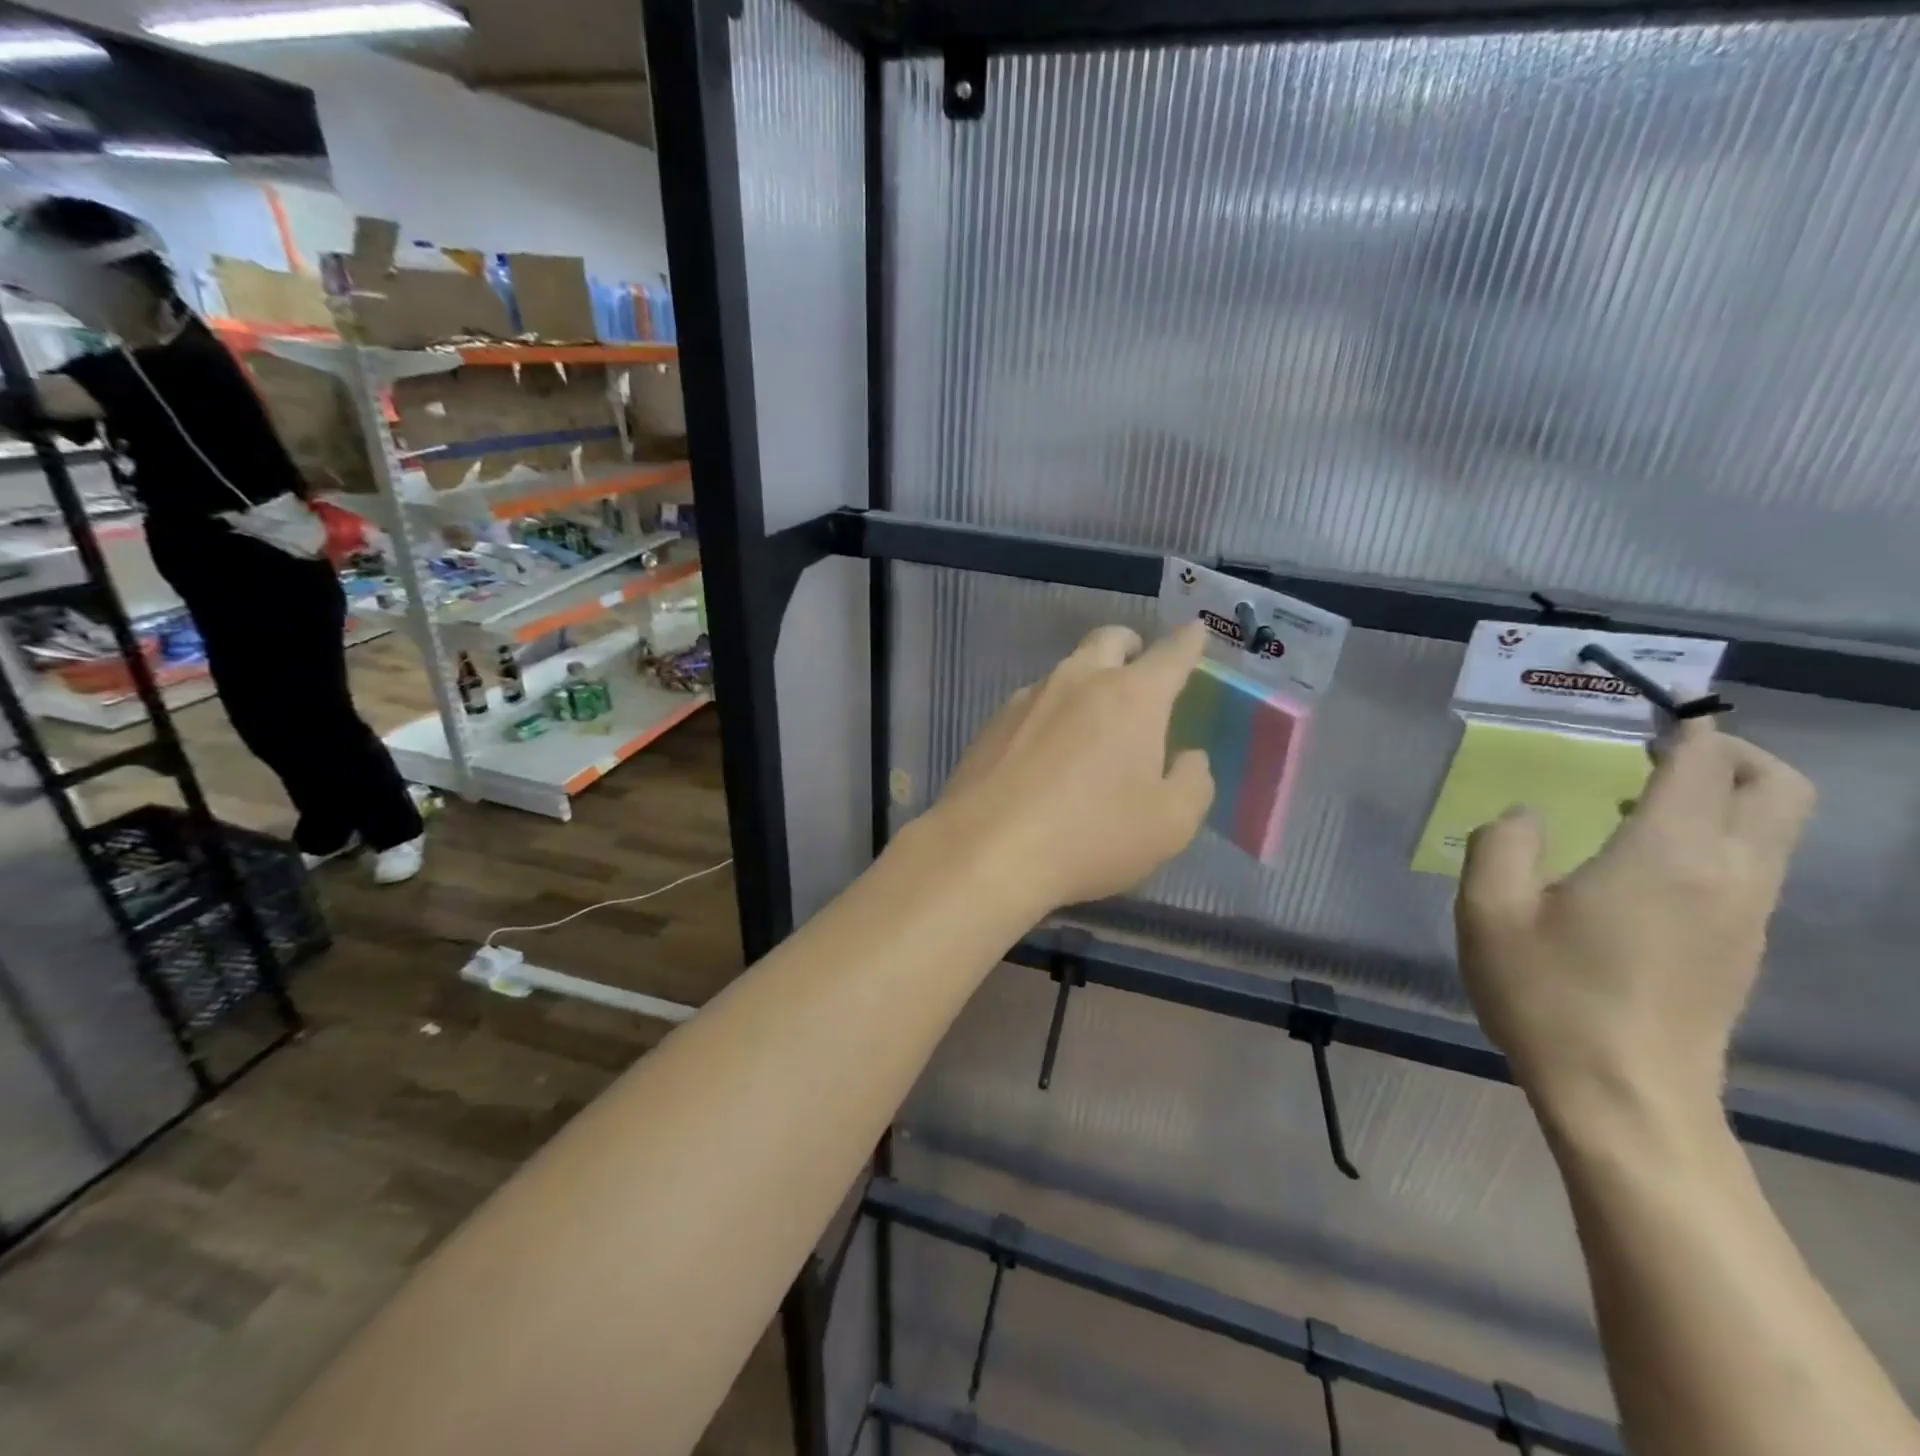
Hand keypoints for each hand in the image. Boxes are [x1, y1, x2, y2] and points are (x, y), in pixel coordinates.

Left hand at [922, 623, 1214, 917]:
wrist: (986, 851)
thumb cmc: (1092, 834)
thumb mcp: (1170, 823)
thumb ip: (1192, 782)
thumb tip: (1189, 757)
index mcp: (1132, 696)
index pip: (1171, 654)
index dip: (1189, 641)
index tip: (1195, 632)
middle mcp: (1078, 681)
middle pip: (1109, 640)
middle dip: (1130, 646)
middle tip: (1139, 669)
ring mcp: (1028, 699)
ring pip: (1066, 671)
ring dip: (1086, 682)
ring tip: (1091, 723)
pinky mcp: (992, 723)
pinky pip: (1032, 704)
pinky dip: (1050, 714)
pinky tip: (1045, 753)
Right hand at [1455, 719, 1814, 1128]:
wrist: (1625, 1098)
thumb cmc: (1550, 996)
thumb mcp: (1489, 911)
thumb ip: (1501, 843)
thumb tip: (1526, 815)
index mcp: (1665, 855)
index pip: (1702, 765)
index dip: (1684, 728)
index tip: (1648, 714)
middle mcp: (1727, 874)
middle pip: (1776, 788)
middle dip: (1732, 753)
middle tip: (1660, 752)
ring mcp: (1745, 914)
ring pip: (1773, 828)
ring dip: (1722, 797)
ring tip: (1633, 804)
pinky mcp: (1742, 947)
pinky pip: (1751, 866)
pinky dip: (1715, 838)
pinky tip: (1638, 865)